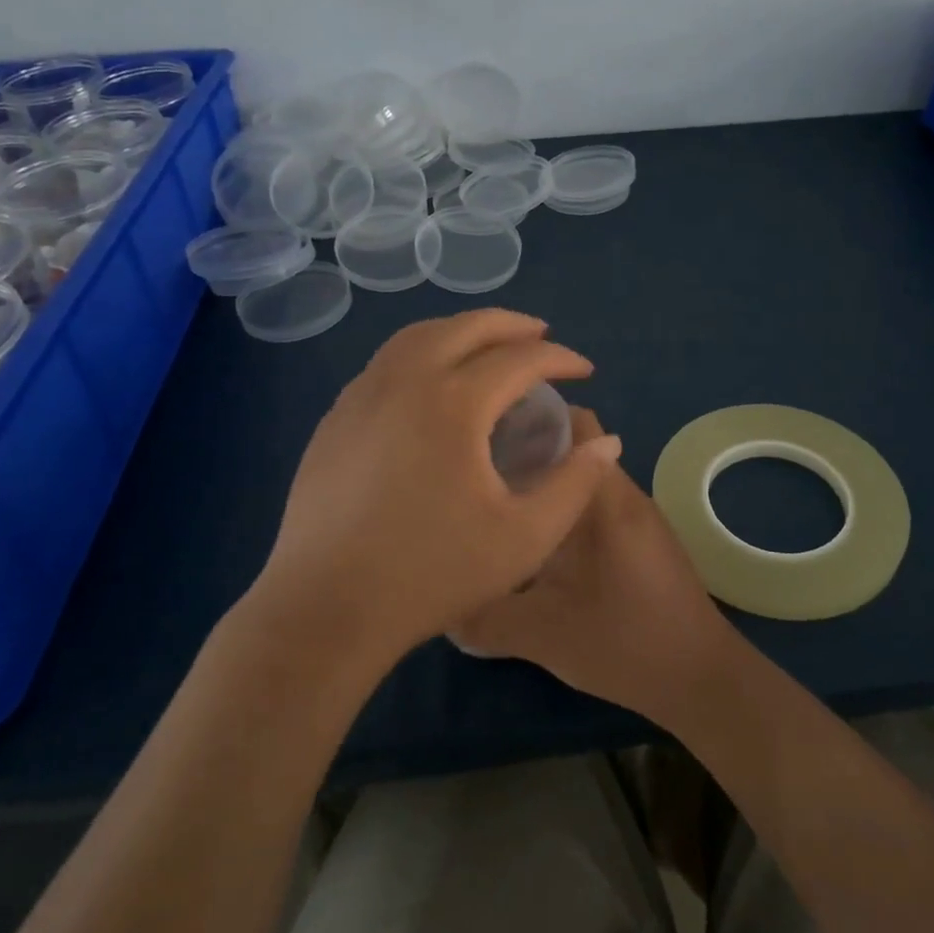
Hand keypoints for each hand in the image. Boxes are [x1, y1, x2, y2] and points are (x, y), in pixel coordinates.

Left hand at [244, 311, 621, 674]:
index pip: (520, 358)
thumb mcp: (525, 537)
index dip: (560, 358)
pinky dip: (423, 352)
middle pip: (466, 327)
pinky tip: (432, 383)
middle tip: (542, 336)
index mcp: (454, 403)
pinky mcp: (336, 417)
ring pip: (418, 335)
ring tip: (489, 346)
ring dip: (462, 330)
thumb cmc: (431, 574)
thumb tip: (607, 442)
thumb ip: (575, 484)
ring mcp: (362, 395)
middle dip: (512, 325)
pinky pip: (387, 362)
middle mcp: (405, 381)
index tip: (585, 371)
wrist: (326, 608)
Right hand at [453, 407, 734, 726]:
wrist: (702, 680)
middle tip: (477, 469)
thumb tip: (442, 604)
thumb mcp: (545, 634)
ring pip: (584, 481)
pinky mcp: (641, 541)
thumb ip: (486, 617)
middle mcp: (625, 495)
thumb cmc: (626, 643)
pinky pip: (595, 507)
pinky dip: (563, 510)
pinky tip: (533, 540)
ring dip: (545, 484)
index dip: (533, 416)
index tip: (486, 431)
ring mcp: (638, 518)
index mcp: (607, 499)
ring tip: (497, 501)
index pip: (576, 425)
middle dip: (528, 450)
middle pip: (575, 449)